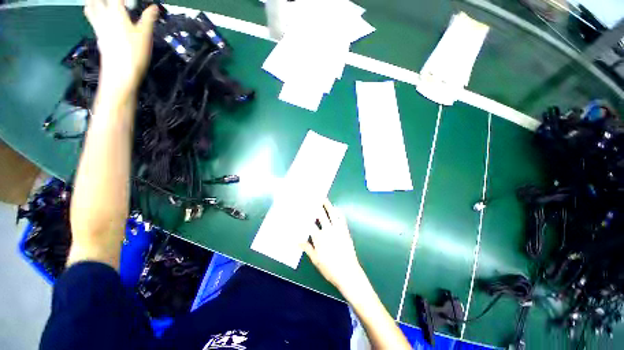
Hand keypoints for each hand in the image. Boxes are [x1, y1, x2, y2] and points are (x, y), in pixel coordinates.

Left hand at [84, 0, 157, 95]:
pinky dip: (91, 10)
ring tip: (100, 3)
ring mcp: (98, 25)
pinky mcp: (97, 34)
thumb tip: (154, 7)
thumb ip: (148, 19)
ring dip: (93, 1)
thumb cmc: (134, 52)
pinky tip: (96, 12)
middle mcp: (104, 15)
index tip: (130, 1)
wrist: (119, 72)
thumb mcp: (145, 35)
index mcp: (116, 12)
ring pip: (89, 6)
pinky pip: (91, 17)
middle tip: (114, 2)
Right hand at [302, 199, 365, 294]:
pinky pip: (342, 219)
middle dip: (317, 205)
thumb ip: (307, 248)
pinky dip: (339, 213)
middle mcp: (328, 230)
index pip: (310, 223)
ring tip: (325, 199)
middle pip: (321, 215)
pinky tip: (337, 210)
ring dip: (328, 206)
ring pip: (332, 214)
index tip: (302, 209)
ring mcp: (338, 230)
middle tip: (314, 198)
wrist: (348, 273)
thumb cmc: (330, 268)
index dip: (305, 216)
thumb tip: (297, 240)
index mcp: (319, 237)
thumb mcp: (315, 260)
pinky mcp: (346, 232)